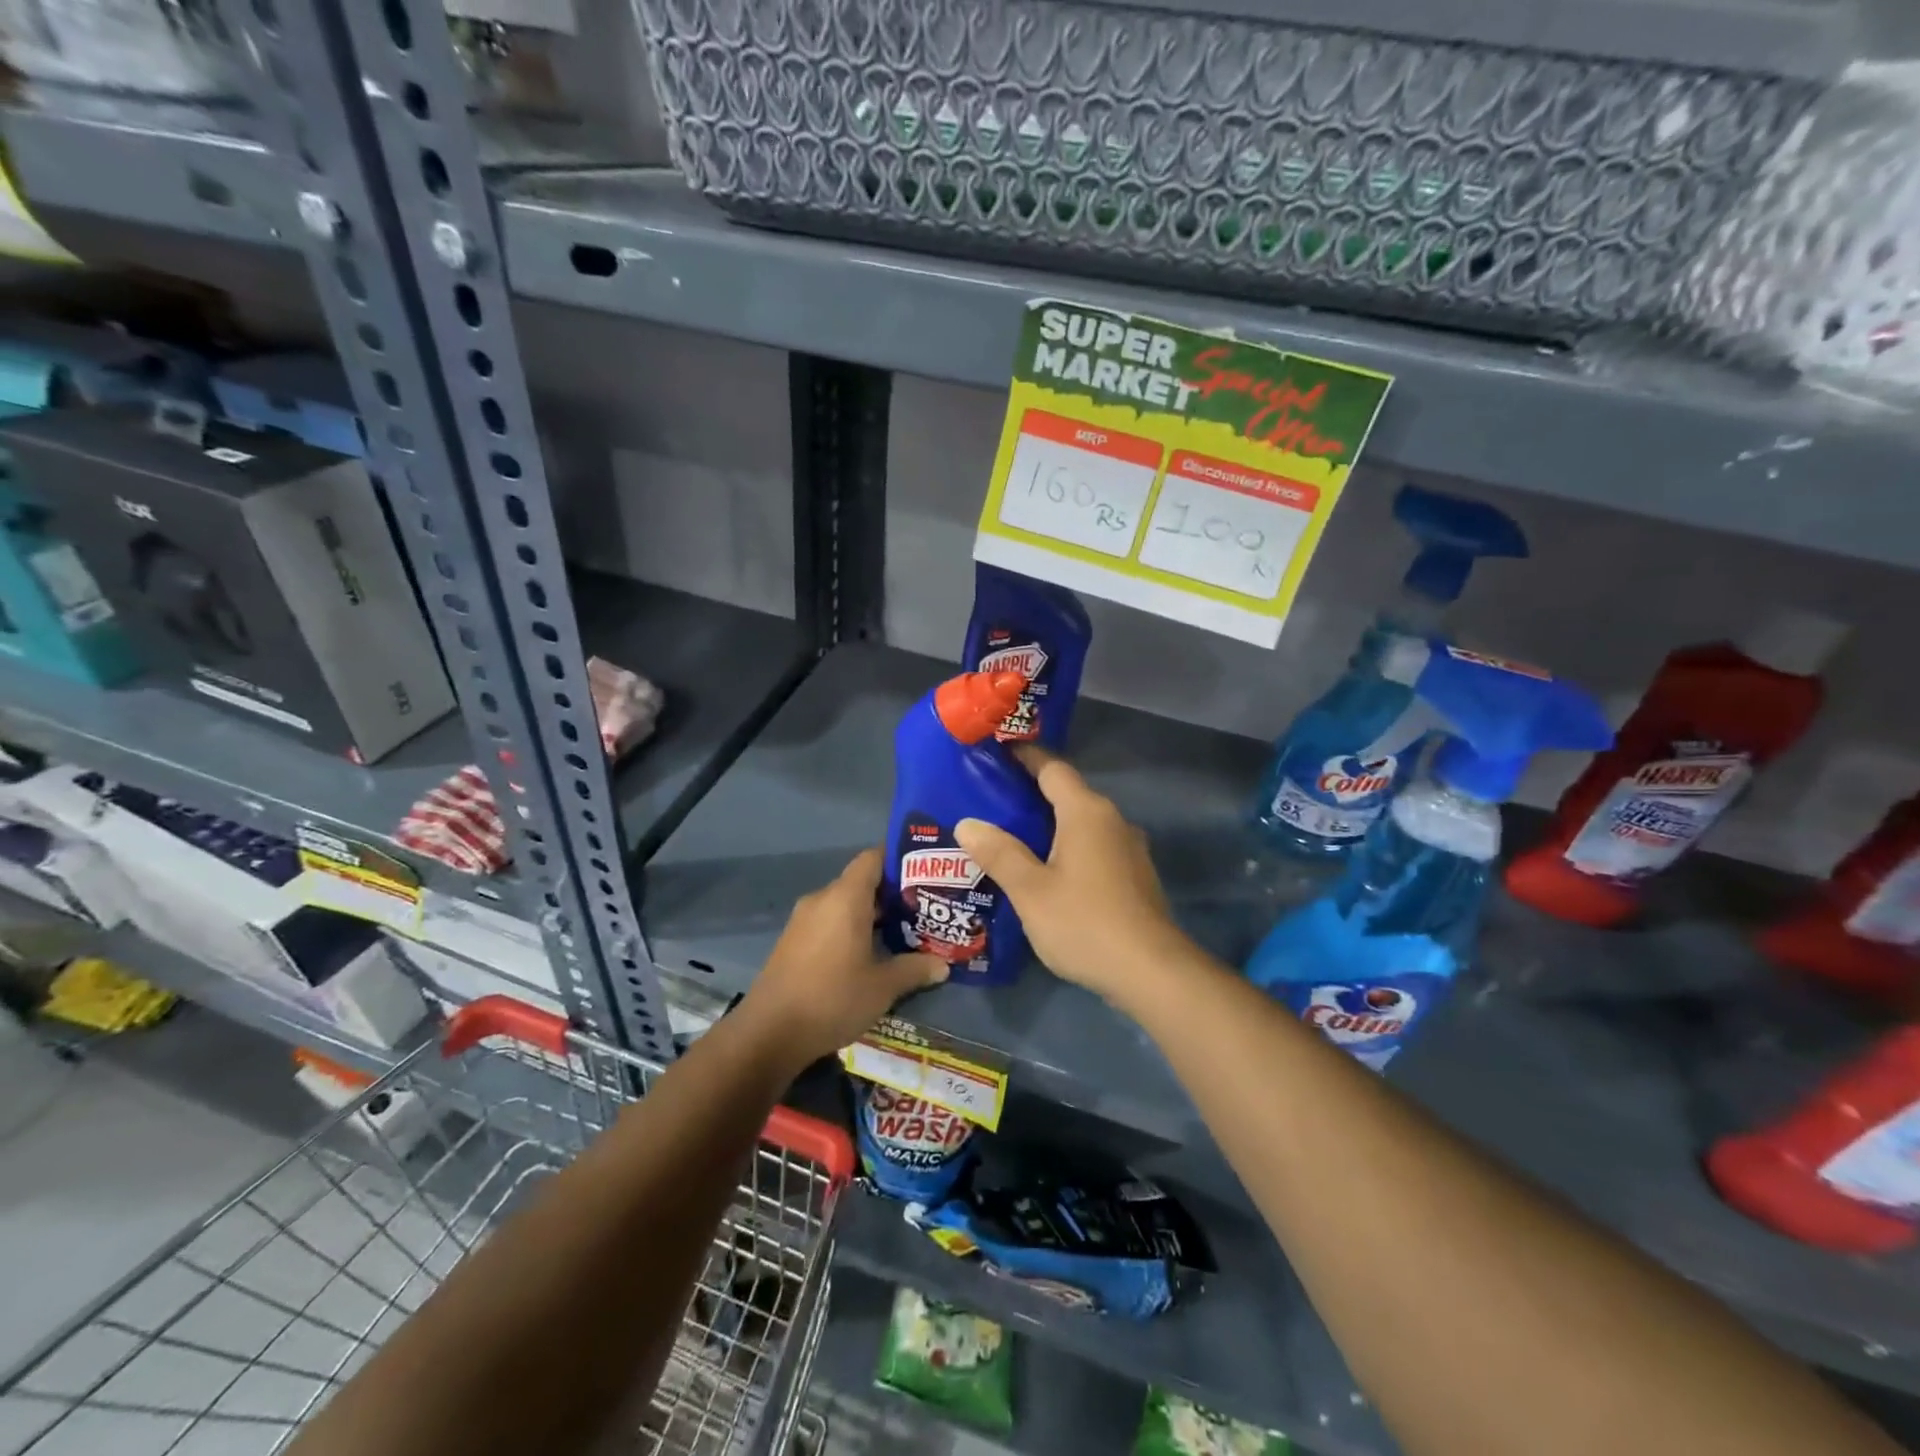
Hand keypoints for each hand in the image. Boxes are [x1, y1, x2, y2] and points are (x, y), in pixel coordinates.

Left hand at [740, 849, 946, 1065]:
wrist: (770, 1033)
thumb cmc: (833, 998)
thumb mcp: (883, 987)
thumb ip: (915, 969)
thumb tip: (943, 965)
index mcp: (845, 898)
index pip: (873, 858)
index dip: (898, 861)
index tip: (924, 874)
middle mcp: (822, 899)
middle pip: (861, 882)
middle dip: (892, 894)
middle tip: (923, 909)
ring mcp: (803, 921)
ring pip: (844, 905)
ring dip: (871, 916)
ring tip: (903, 933)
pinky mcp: (793, 942)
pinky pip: (829, 922)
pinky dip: (850, 929)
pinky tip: (870, 954)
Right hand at [955, 747, 1188, 1004]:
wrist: (1151, 971)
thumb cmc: (1084, 922)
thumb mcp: (1030, 890)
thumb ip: (998, 853)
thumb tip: (967, 823)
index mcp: (1086, 812)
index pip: (1053, 768)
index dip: (1025, 757)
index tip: (997, 754)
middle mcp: (1112, 820)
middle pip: (1068, 794)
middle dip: (1032, 794)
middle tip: (992, 803)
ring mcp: (1129, 848)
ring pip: (1082, 823)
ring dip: (1051, 825)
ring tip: (1013, 838)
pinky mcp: (1135, 876)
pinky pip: (1095, 847)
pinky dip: (1069, 848)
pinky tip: (1048, 871)